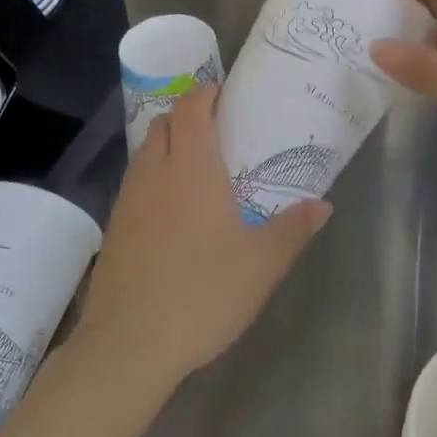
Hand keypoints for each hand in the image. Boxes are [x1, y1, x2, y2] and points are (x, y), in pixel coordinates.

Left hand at [75, 83, 329, 385]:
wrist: (130, 343)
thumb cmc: (203, 292)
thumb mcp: (262, 264)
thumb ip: (294, 229)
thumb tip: (322, 205)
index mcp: (191, 167)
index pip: (191, 108)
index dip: (206, 93)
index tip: (225, 95)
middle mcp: (154, 172)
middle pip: (164, 123)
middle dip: (187, 117)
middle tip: (218, 134)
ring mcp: (128, 200)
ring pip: (145, 152)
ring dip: (168, 147)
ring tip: (198, 172)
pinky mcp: (114, 228)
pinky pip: (136, 184)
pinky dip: (155, 179)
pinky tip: (174, 214)